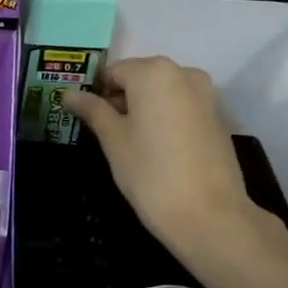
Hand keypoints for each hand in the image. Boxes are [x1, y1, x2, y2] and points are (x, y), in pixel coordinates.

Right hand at [63, 56, 268, 261]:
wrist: (208, 215)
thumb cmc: (150, 173)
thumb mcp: (113, 140)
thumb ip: (92, 110)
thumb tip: (70, 94)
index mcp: (153, 71)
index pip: (112, 72)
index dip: (95, 94)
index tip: (86, 119)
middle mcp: (183, 73)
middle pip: (140, 79)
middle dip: (121, 101)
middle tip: (105, 135)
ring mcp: (206, 94)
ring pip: (162, 94)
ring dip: (143, 111)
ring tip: (131, 145)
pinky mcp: (218, 117)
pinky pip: (181, 108)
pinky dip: (165, 120)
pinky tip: (158, 150)